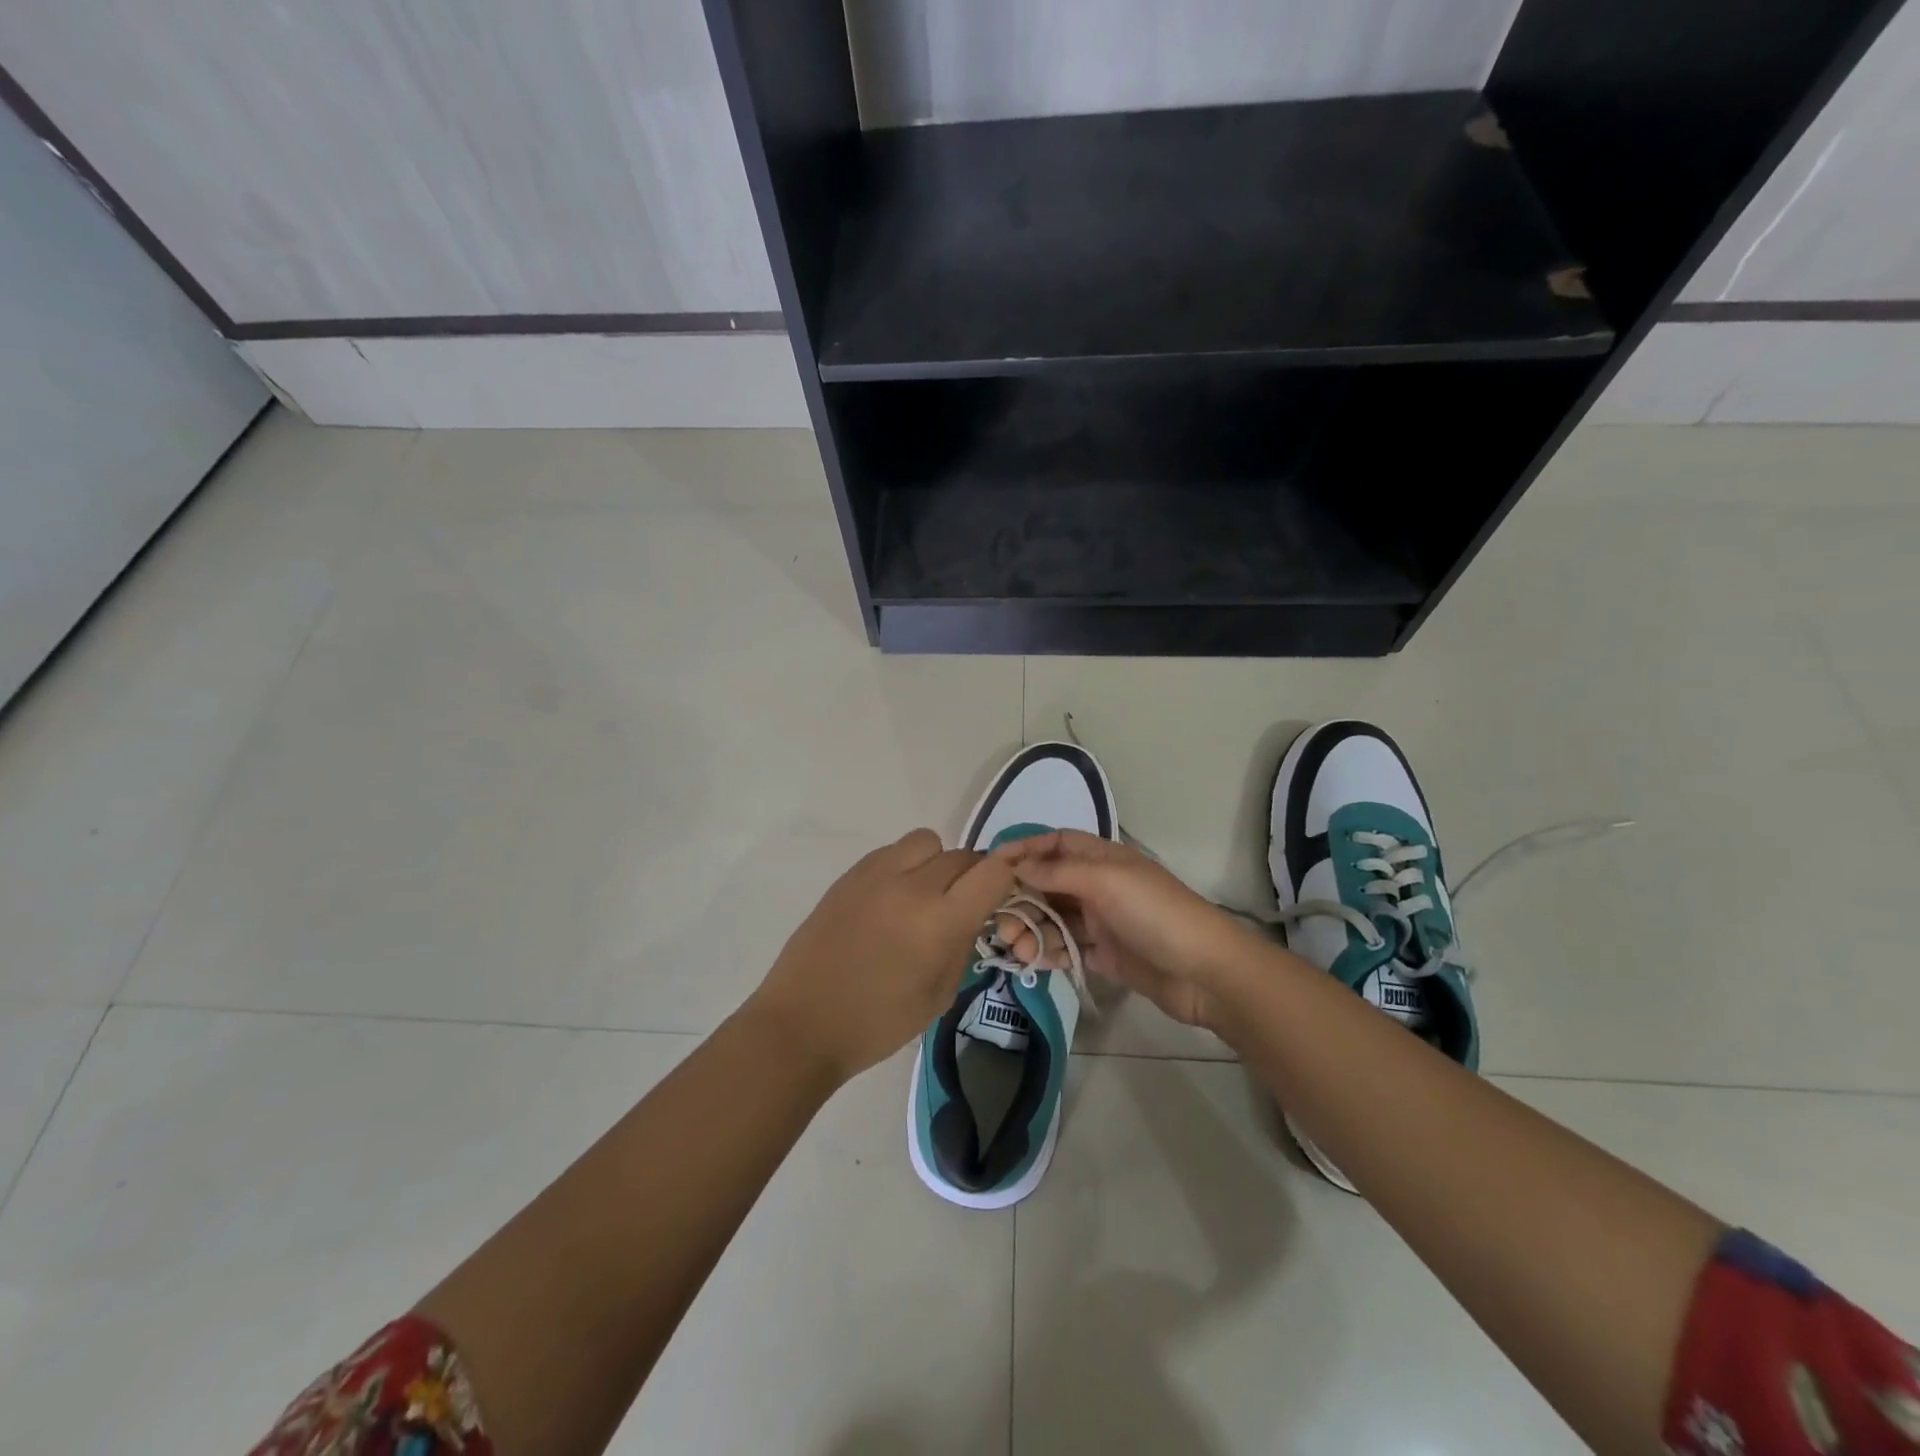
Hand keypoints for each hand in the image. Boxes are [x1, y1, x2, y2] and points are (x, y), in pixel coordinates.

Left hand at [742, 828, 1017, 1084]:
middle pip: (963, 855)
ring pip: (927, 841)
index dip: (1006, 879)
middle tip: (961, 905)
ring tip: (924, 895)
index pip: (994, 871)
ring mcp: (877, 874)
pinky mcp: (850, 874)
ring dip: (936, 862)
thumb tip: (971, 916)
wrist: (804, 1022)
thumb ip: (963, 945)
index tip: (1001, 896)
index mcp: (940, 920)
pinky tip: (891, 899)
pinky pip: (892, 851)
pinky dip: (904, 865)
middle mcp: (912, 885)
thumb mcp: (939, 994)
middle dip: (973, 877)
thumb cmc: (878, 1022)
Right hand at [992, 830, 1260, 1031]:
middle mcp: (1098, 885)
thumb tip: (1017, 865)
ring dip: (1031, 930)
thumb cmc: (1156, 914)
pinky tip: (1032, 962)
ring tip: (1015, 949)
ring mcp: (1102, 921)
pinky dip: (1048, 952)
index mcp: (1102, 858)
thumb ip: (1058, 872)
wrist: (1207, 973)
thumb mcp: (1106, 882)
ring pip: (1054, 918)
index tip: (990, 867)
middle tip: (1000, 923)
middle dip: (1020, 899)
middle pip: (1048, 884)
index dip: (1024, 850)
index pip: (1055, 844)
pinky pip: (1067, 948)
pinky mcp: (1105, 955)